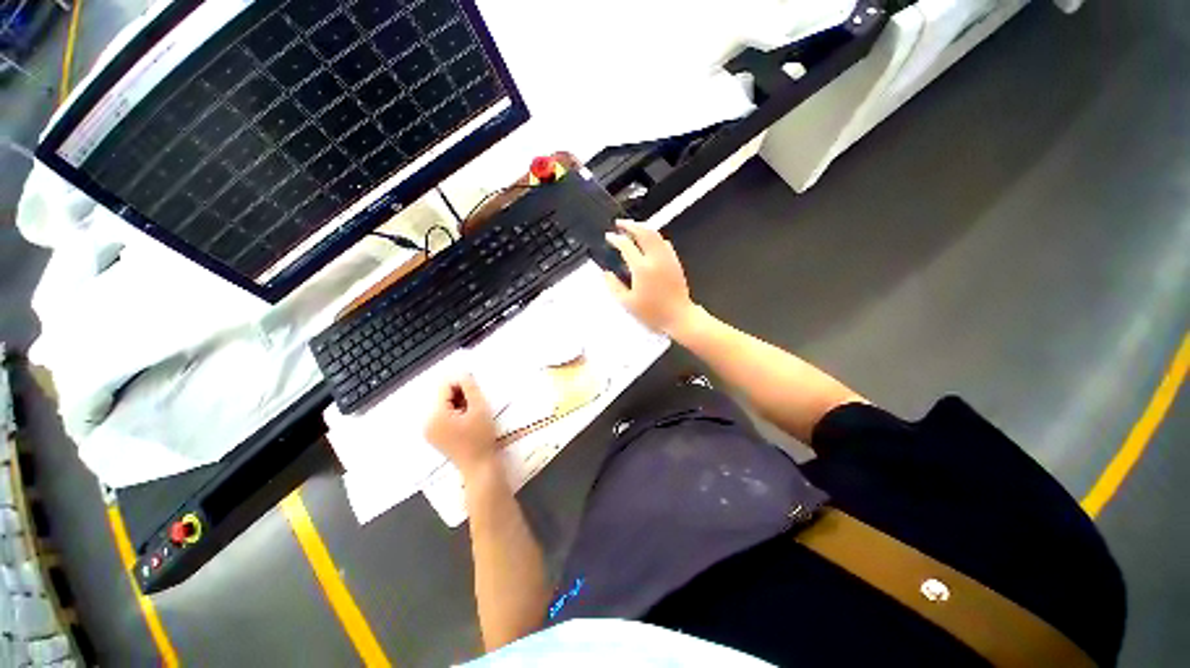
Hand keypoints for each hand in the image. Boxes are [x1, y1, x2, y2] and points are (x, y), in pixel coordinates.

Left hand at [425, 374, 499, 476]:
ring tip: (473, 415)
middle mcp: (426, 421)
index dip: (463, 385)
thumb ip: (470, 387)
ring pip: (445, 405)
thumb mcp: (479, 408)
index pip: (445, 386)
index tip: (477, 395)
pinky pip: (444, 416)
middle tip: (477, 406)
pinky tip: (468, 422)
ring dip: (460, 404)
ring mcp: (429, 430)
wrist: (479, 466)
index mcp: (435, 414)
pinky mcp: (435, 436)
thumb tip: (463, 374)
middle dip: (461, 396)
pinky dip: (456, 414)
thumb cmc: (481, 437)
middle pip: (443, 396)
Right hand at [603, 221, 696, 335]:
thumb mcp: (627, 303)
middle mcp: (656, 259)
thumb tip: (606, 274)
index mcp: (642, 268)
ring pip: (656, 234)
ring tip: (633, 228)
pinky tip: (650, 241)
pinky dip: (654, 237)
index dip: (616, 239)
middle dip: (630, 225)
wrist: (678, 317)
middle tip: (620, 223)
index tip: (609, 237)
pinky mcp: (675, 262)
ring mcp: (668, 258)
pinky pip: (664, 243)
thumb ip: (613, 286)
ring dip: (643, 228)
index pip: (626, 245)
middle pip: (643, 232)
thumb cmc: (653, 313)